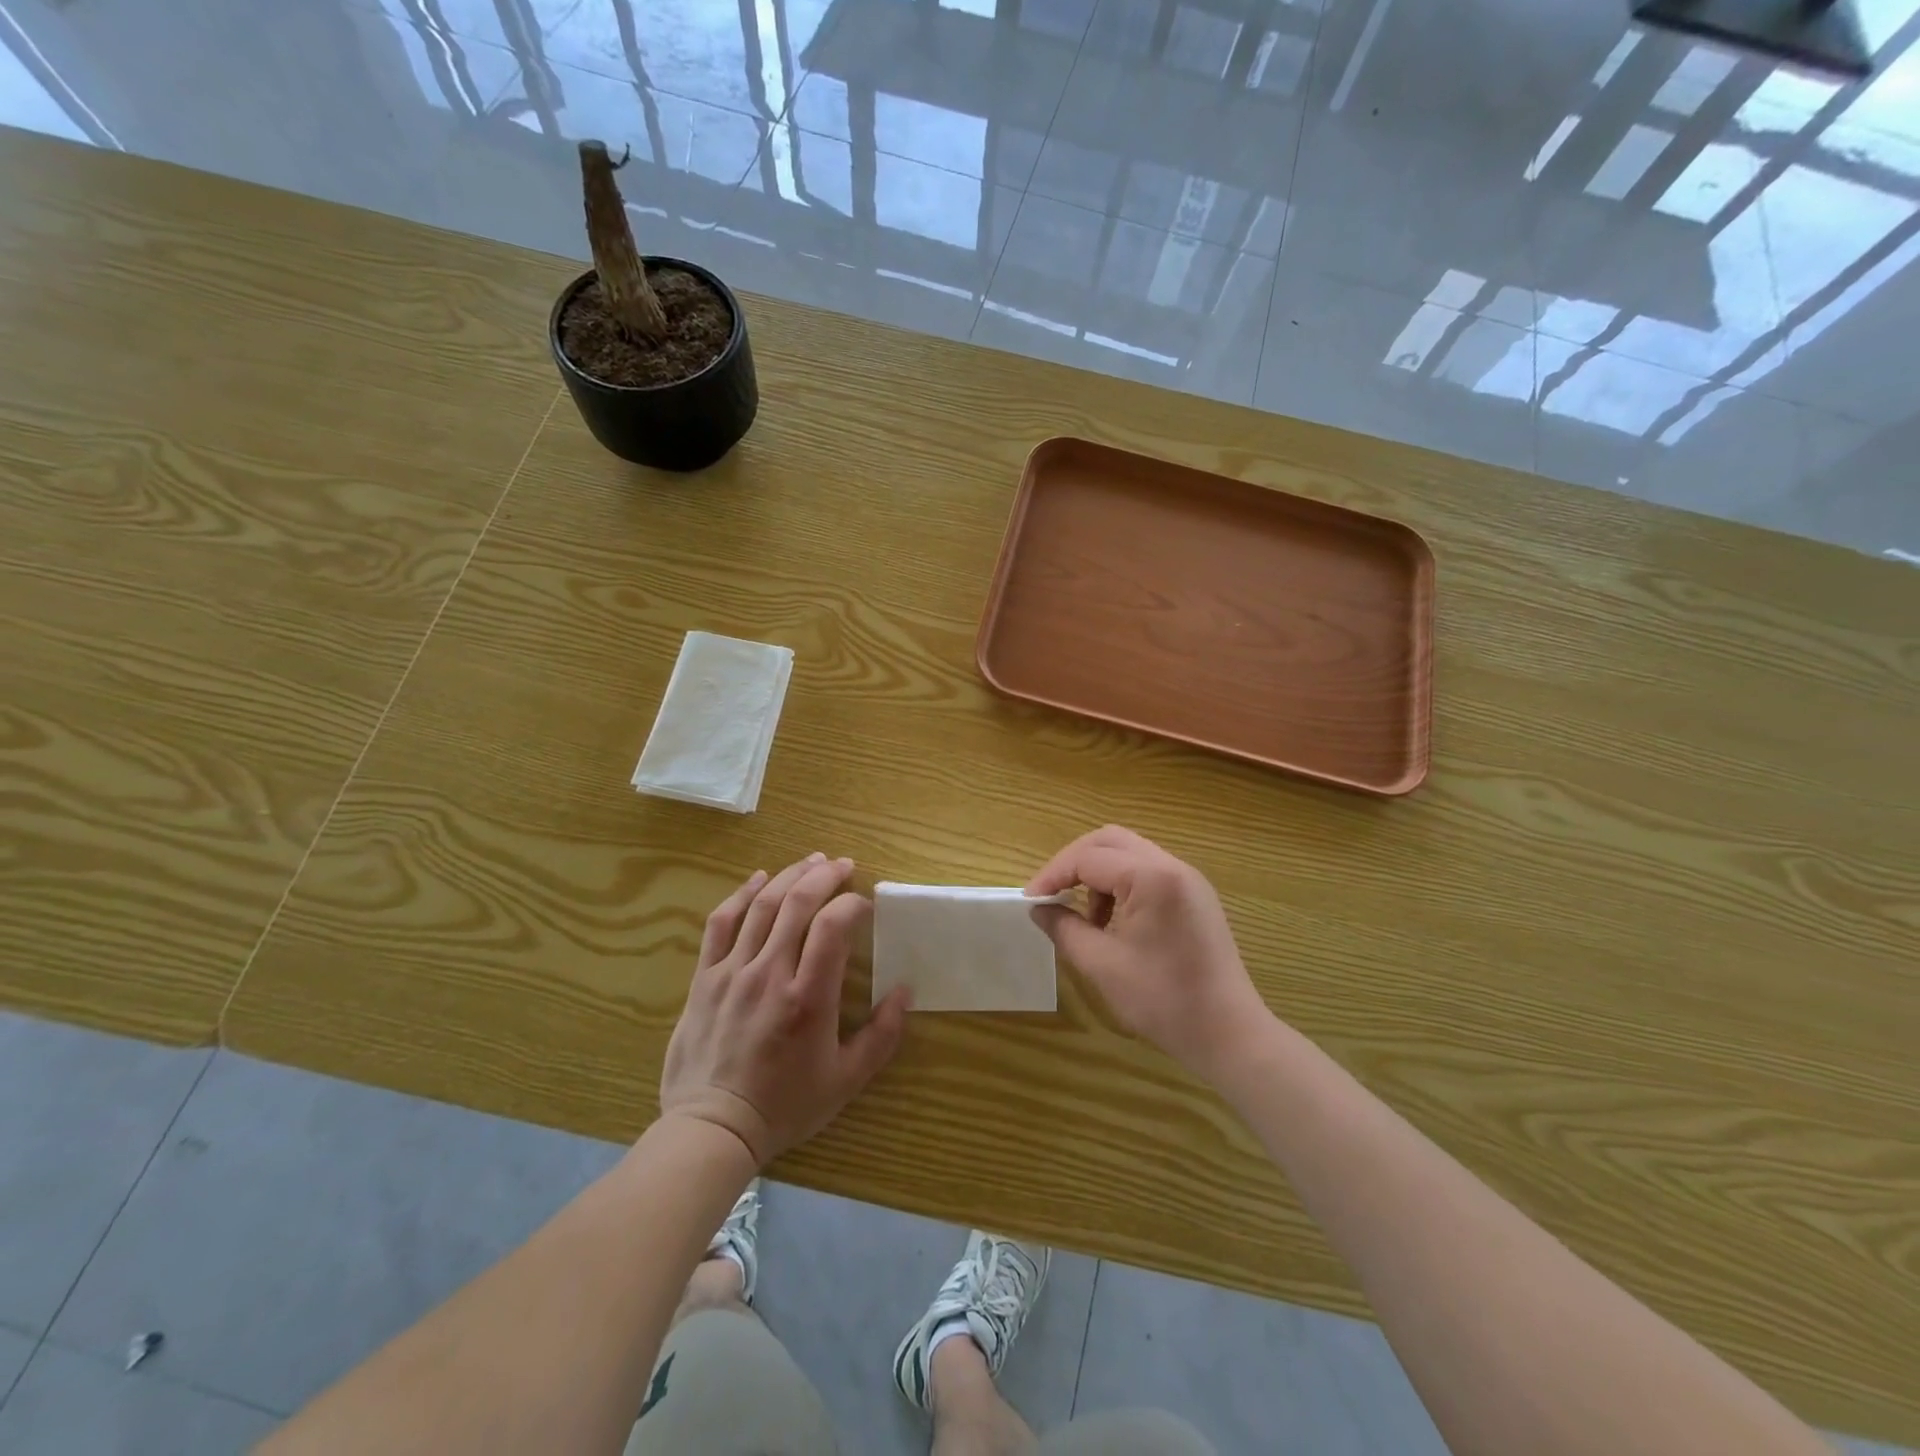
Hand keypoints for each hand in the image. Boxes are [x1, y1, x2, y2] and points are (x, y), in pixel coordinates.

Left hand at [661, 853, 909, 1165]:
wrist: (712, 1129)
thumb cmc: (785, 1105)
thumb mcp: (846, 1080)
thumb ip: (881, 1035)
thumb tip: (905, 991)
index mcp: (808, 998)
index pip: (833, 928)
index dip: (853, 905)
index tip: (866, 905)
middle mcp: (769, 974)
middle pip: (797, 904)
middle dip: (825, 876)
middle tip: (844, 865)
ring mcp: (732, 972)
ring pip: (762, 905)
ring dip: (790, 875)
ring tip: (812, 862)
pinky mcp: (705, 977)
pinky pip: (721, 923)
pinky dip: (741, 894)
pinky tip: (759, 879)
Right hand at [1027, 826, 1269, 1079]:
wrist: (1229, 1034)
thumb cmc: (1163, 1000)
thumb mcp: (1102, 965)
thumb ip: (1064, 929)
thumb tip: (1039, 909)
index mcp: (1152, 877)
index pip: (1088, 858)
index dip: (1053, 875)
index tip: (1030, 902)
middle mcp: (1173, 866)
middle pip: (1110, 841)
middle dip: (1074, 863)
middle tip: (1051, 894)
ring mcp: (1188, 880)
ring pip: (1129, 854)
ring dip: (1098, 874)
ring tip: (1086, 918)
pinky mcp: (1195, 897)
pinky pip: (1148, 872)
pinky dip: (1121, 885)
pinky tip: (1113, 922)